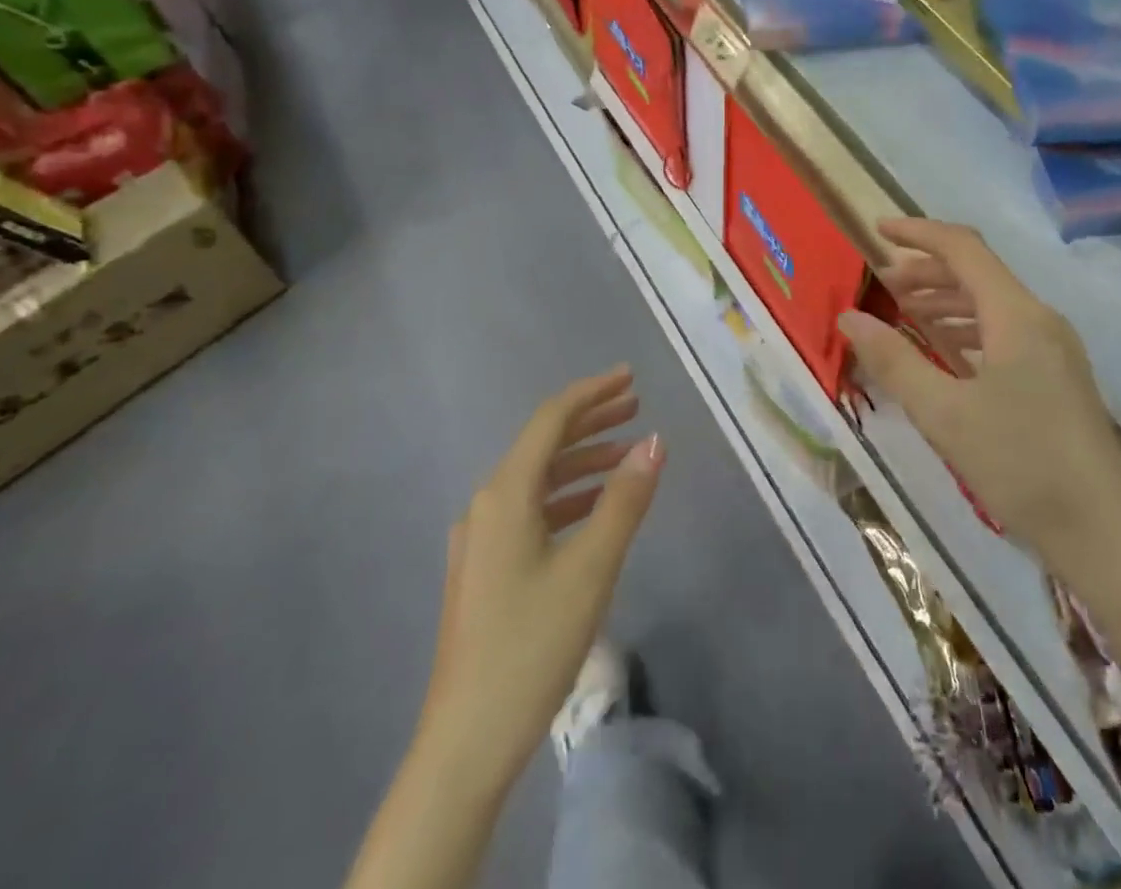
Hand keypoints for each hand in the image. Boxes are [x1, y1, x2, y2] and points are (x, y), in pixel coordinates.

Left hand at [419, 367, 663, 793]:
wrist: (465, 744)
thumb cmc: (531, 645)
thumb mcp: (591, 568)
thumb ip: (625, 500)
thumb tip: (655, 442)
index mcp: (505, 494)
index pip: (551, 420)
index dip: (592, 393)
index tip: (631, 377)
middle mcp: (487, 506)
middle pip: (543, 445)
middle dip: (591, 422)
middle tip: (636, 407)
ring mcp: (482, 540)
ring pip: (539, 480)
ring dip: (583, 462)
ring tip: (627, 456)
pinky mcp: (486, 570)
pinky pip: (532, 512)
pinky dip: (568, 498)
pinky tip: (596, 510)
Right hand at [838, 219, 1120, 555]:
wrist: (1104, 535)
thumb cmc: (1021, 464)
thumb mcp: (944, 413)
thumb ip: (894, 360)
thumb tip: (850, 318)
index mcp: (1017, 315)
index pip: (963, 249)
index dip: (918, 233)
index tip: (876, 230)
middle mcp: (1039, 320)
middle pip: (978, 273)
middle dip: (926, 271)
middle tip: (881, 285)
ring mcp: (1053, 350)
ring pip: (991, 304)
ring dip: (945, 301)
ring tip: (902, 315)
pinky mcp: (1057, 378)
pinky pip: (1004, 333)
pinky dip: (967, 330)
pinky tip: (943, 352)